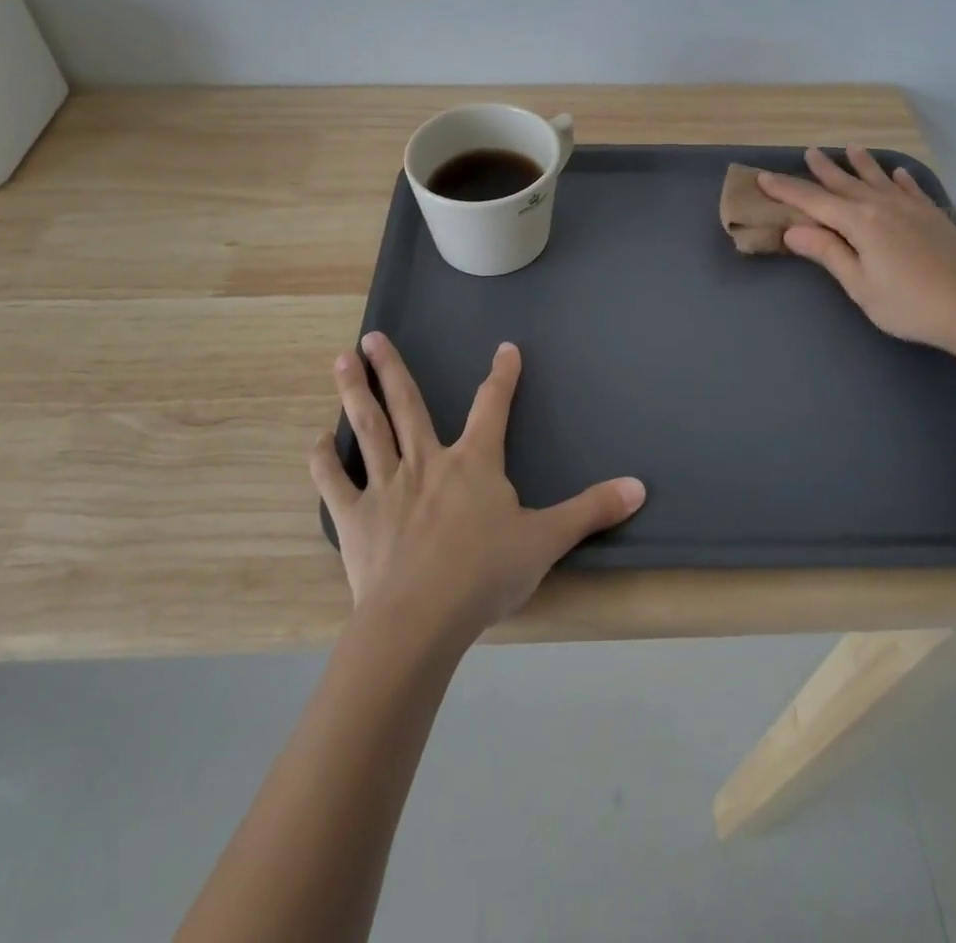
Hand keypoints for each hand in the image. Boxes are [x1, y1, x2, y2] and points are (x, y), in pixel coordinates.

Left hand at [310, 332, 645, 642]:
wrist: (420, 619)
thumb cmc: (485, 574)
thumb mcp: (547, 540)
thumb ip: (591, 510)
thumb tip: (640, 486)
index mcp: (474, 463)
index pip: (492, 407)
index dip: (502, 376)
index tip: (505, 349)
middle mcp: (427, 462)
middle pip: (408, 405)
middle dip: (392, 368)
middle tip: (371, 336)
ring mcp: (387, 486)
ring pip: (368, 429)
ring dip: (354, 393)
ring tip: (342, 361)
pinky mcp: (355, 517)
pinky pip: (335, 483)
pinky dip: (323, 462)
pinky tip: (316, 441)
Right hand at [758, 147, 955, 351]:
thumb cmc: (907, 304)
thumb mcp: (859, 284)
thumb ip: (828, 253)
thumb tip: (792, 229)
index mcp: (860, 223)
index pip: (815, 202)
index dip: (787, 190)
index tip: (764, 177)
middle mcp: (883, 207)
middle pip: (846, 184)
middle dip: (824, 170)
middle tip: (809, 151)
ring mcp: (912, 209)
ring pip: (880, 180)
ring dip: (863, 164)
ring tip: (851, 148)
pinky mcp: (934, 217)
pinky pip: (912, 190)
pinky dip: (901, 180)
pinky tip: (898, 173)